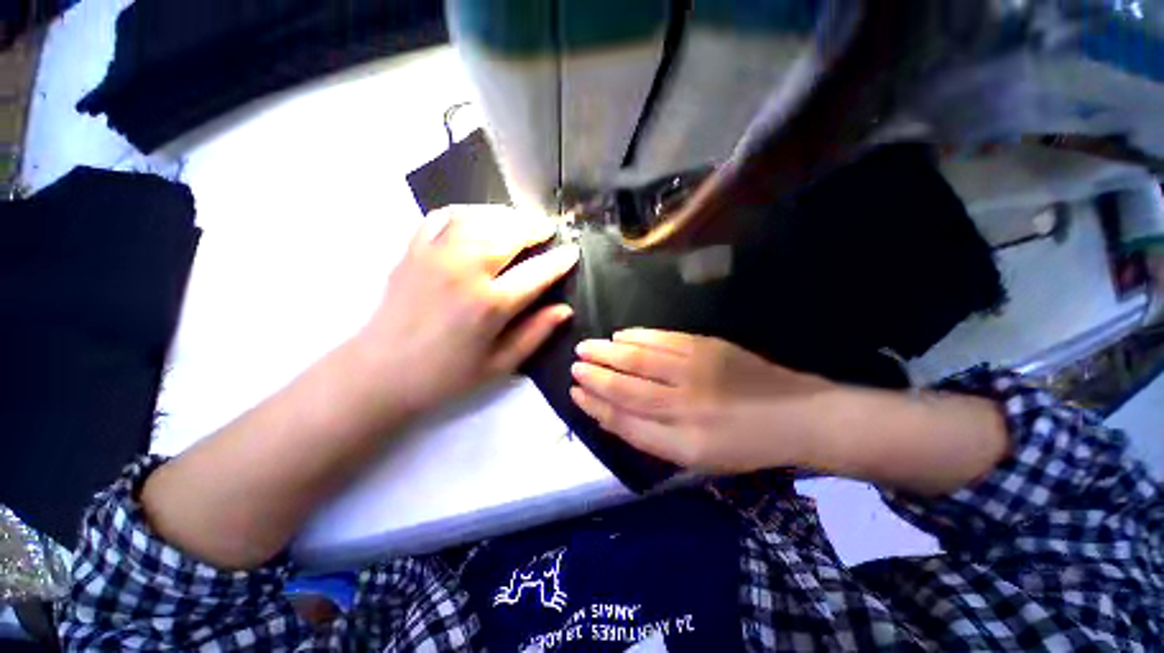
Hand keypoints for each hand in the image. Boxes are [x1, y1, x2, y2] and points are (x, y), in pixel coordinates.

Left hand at [355, 205, 578, 417]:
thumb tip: (565, 310)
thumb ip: (535, 334)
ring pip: (480, 217)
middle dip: (535, 227)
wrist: (380, 372)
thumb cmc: (445, 375)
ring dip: (506, 215)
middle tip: (548, 229)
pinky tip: (478, 220)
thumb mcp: (499, 365)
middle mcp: (465, 271)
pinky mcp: (413, 249)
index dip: (559, 260)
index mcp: (490, 304)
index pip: (537, 272)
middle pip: (509, 233)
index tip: (573, 251)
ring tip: (519, 222)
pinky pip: (444, 216)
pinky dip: (467, 212)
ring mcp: (435, 255)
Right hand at [570, 329, 833, 472]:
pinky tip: (620, 335)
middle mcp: (684, 408)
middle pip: (626, 389)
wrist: (796, 416)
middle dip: (595, 377)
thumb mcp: (697, 458)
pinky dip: (637, 336)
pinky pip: (662, 340)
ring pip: (639, 360)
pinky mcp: (708, 348)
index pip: (624, 422)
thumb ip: (653, 438)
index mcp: (682, 443)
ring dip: (608, 353)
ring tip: (586, 347)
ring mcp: (696, 373)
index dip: (595, 406)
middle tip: (574, 366)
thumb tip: (614, 414)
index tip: (575, 393)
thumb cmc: (744, 445)